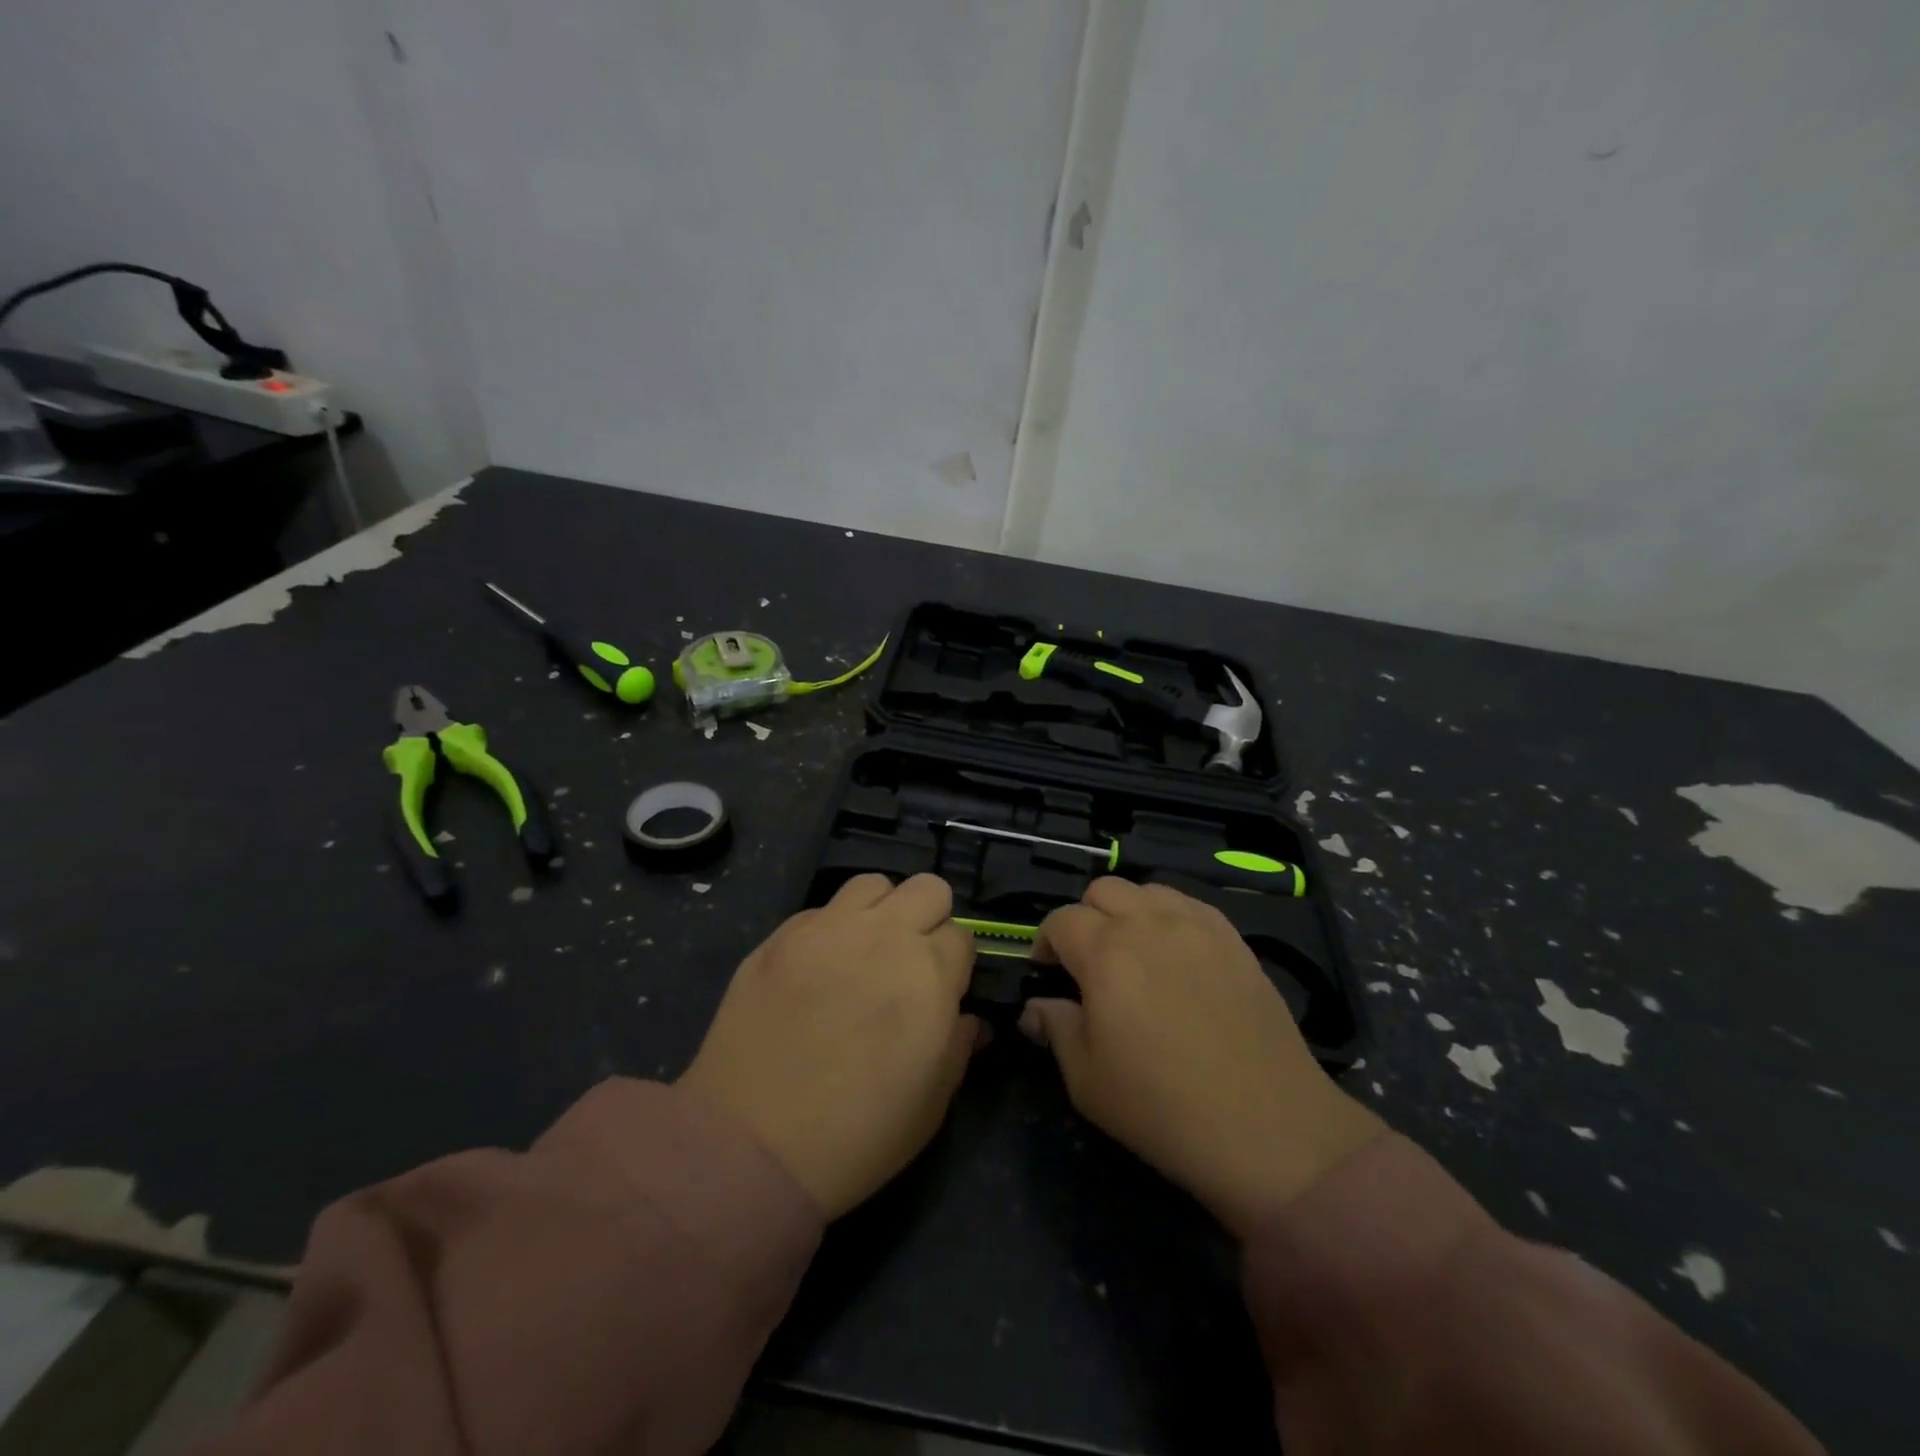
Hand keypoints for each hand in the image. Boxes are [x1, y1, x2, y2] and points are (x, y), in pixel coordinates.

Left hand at [678, 873, 980, 1217]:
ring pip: (874, 884)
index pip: (963, 936)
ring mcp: (828, 929)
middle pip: (928, 888)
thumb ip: (958, 1047)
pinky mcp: (781, 935)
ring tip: (864, 952)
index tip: (941, 992)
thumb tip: (966, 1019)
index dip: (955, 964)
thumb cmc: (856, 1136)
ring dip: (881, 912)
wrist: (749, 1146)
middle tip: (909, 962)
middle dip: (929, 919)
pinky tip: (817, 970)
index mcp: (928, 974)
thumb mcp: (931, 1105)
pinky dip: (831, 930)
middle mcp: (883, 936)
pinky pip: (821, 910)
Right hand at [1022, 878, 1384, 1235]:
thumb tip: (1036, 1007)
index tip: (1048, 973)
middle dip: (1085, 918)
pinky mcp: (1235, 940)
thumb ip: (1056, 1029)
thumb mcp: (1088, 1081)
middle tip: (1089, 962)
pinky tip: (1177, 954)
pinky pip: (1190, 905)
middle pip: (1102, 890)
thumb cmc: (1164, 1109)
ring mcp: (1198, 927)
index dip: (1045, 942)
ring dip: (1128, 911)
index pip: (1061, 920)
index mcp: (1106, 954)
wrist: (1269, 1128)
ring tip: (1134, 952)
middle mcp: (1149, 925)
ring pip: (1148, 890)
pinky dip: (1170, 917)